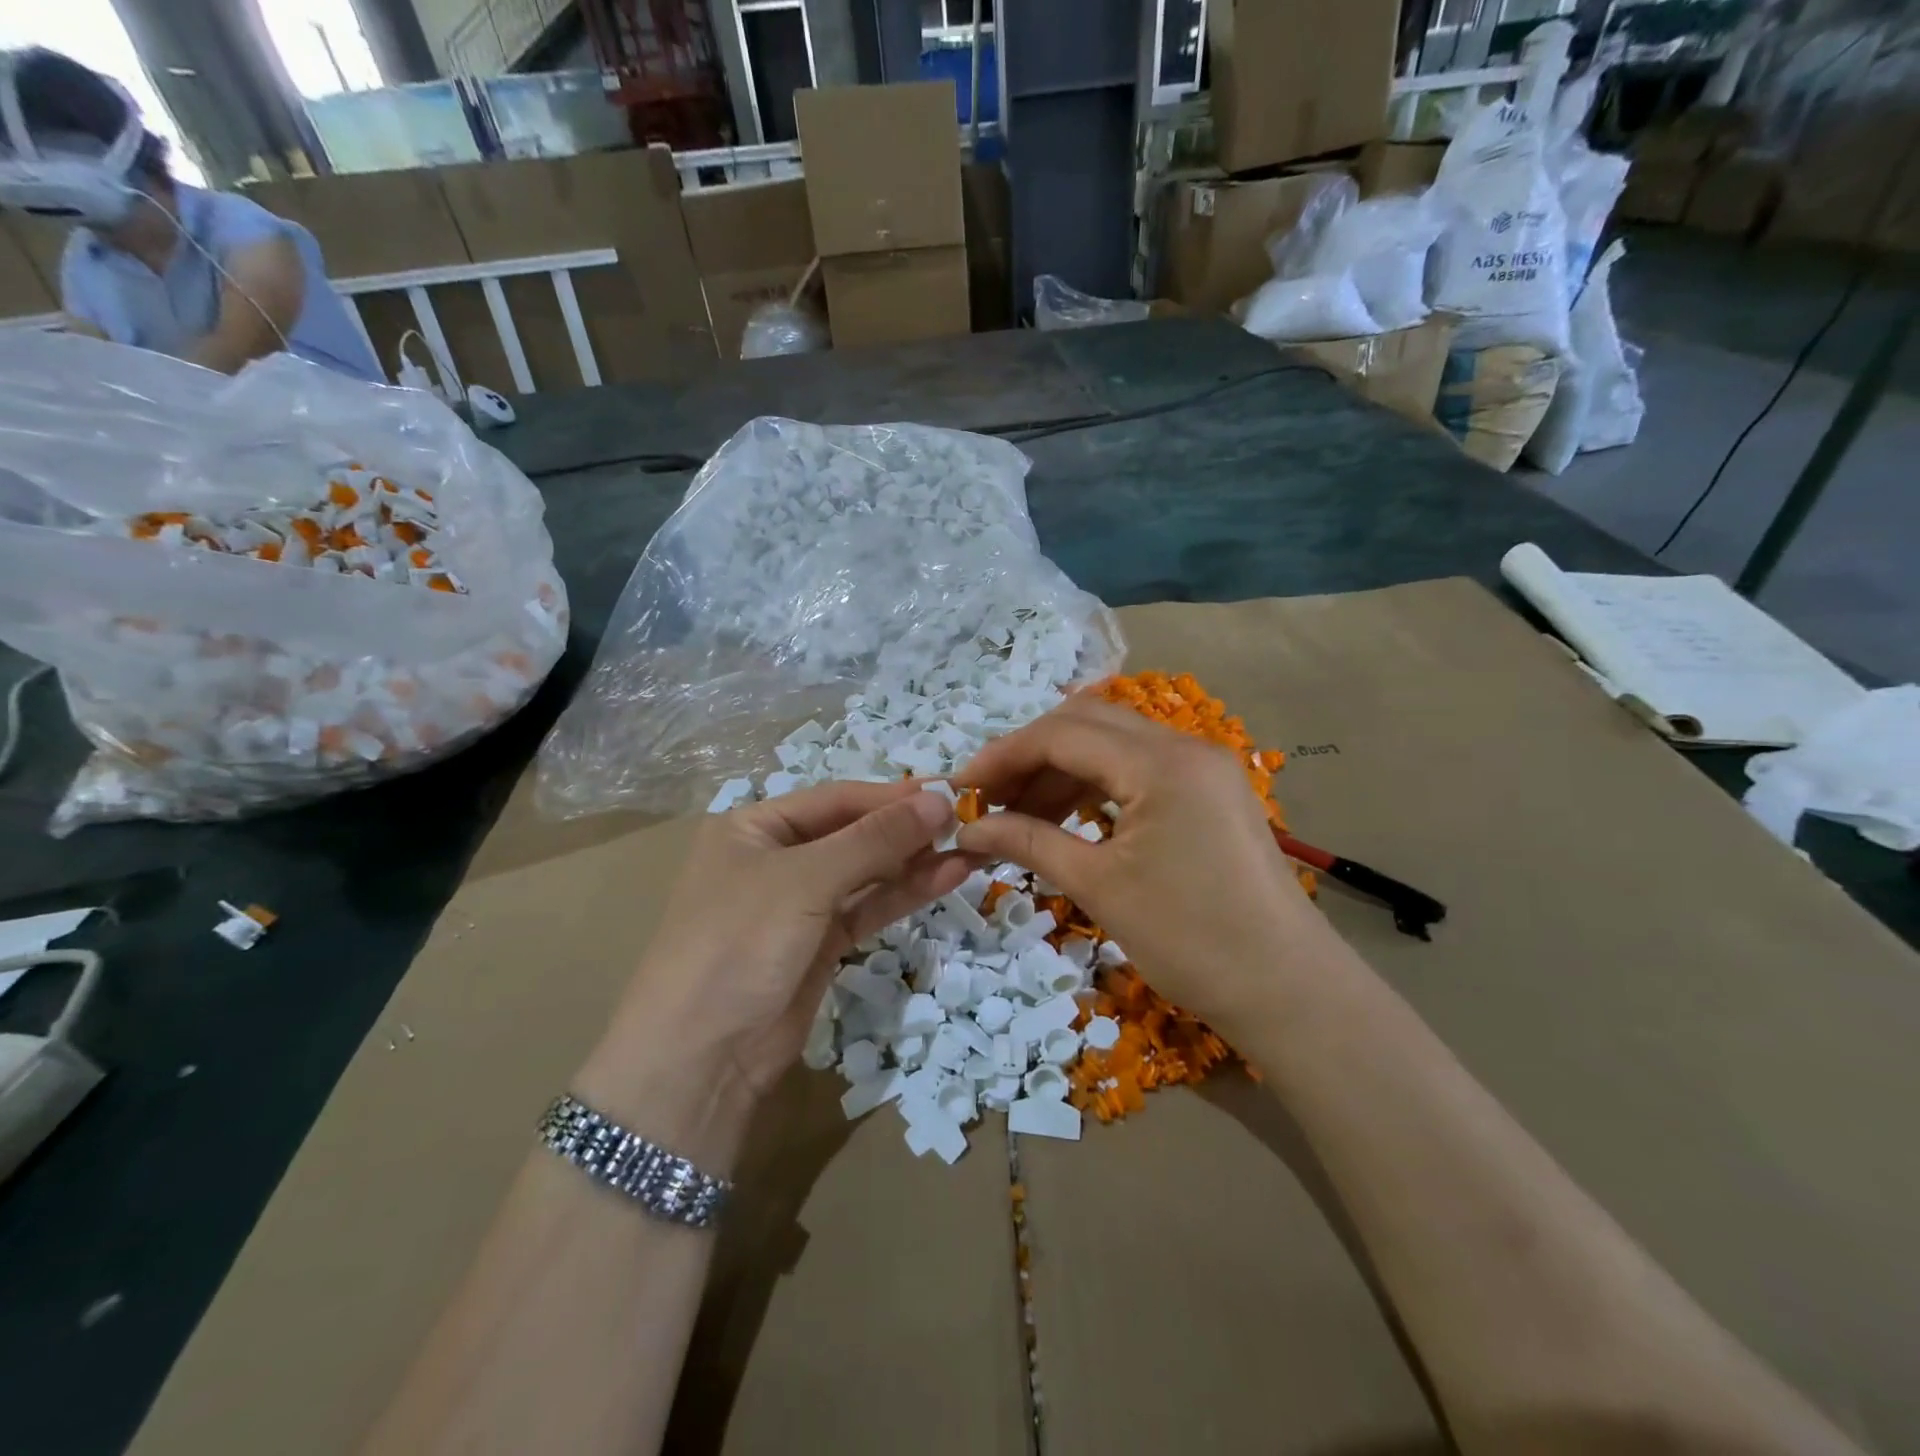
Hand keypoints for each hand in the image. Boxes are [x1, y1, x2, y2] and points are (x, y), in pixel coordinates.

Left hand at [575, 782, 967, 1166]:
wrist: (700, 1059)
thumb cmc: (740, 942)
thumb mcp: (805, 880)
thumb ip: (875, 839)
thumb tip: (939, 800)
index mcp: (755, 826)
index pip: (836, 798)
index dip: (893, 796)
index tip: (950, 793)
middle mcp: (777, 857)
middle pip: (854, 832)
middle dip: (908, 829)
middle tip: (969, 821)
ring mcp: (799, 903)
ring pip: (867, 872)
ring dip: (916, 861)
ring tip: (972, 848)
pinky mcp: (820, 943)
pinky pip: (868, 907)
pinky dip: (904, 894)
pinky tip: (947, 877)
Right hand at [956, 696, 1340, 1031]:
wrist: (1288, 990)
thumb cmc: (1191, 941)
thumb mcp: (1100, 887)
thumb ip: (1029, 842)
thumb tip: (968, 827)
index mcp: (1161, 763)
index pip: (1063, 733)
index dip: (1004, 755)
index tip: (961, 786)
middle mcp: (1185, 746)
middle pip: (1087, 724)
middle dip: (1029, 756)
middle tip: (988, 798)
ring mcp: (1204, 766)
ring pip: (1113, 744)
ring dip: (1061, 771)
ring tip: (1018, 814)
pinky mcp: (1210, 791)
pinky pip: (1139, 769)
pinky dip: (1096, 785)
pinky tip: (1067, 817)